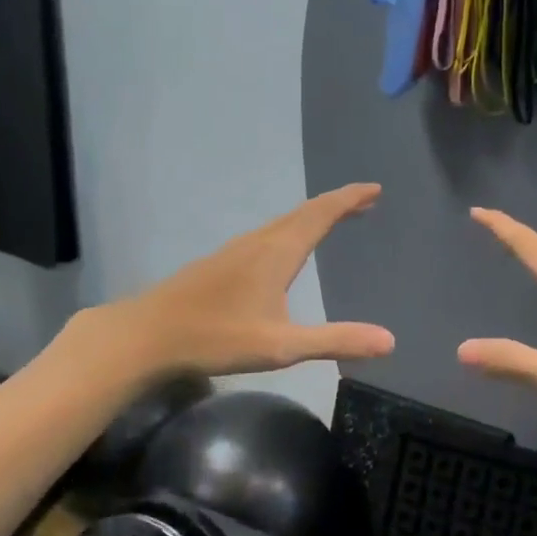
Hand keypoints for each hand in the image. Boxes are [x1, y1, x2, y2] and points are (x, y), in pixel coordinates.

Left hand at [122, 183, 394, 375]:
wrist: (146, 335)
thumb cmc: (217, 338)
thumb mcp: (282, 346)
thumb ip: (336, 340)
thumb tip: (390, 341)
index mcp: (277, 253)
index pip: (321, 214)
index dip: (349, 199)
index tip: (375, 189)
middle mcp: (258, 242)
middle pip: (303, 213)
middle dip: (336, 205)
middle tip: (365, 202)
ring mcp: (235, 250)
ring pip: (282, 223)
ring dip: (313, 217)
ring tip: (334, 220)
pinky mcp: (220, 263)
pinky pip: (267, 235)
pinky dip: (290, 231)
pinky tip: (284, 250)